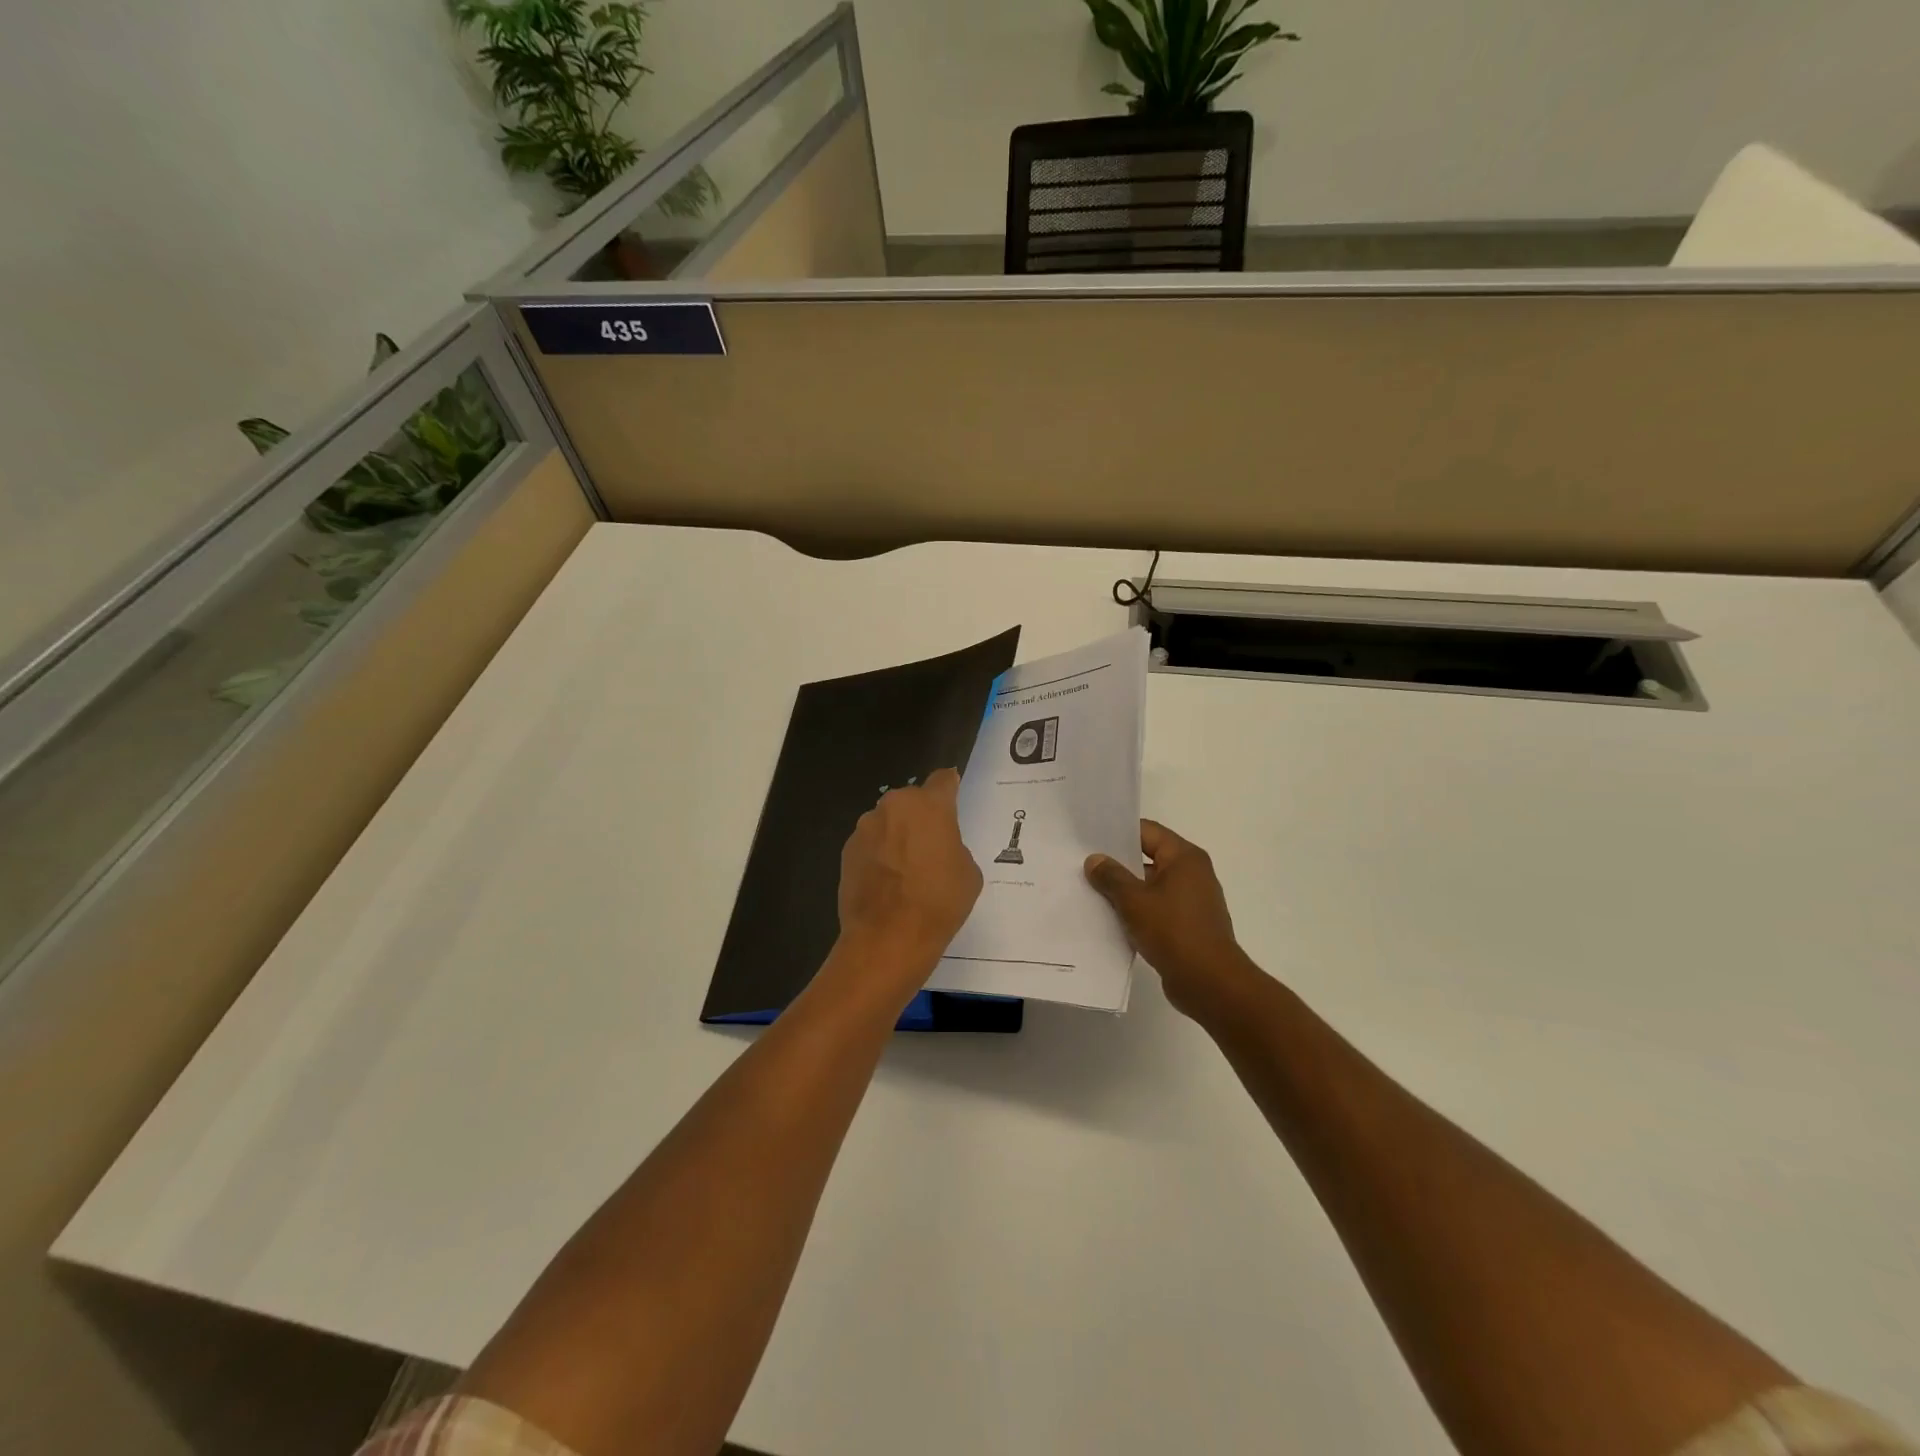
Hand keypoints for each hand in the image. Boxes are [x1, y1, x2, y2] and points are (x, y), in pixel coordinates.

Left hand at [835, 768, 982, 996]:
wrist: (887, 938)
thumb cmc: (938, 902)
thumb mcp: (967, 872)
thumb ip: (954, 847)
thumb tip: (938, 848)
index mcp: (929, 805)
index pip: (943, 780)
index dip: (950, 787)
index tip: (953, 795)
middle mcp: (893, 806)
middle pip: (911, 802)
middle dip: (920, 817)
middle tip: (931, 846)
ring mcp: (865, 828)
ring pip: (888, 823)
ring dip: (896, 836)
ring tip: (905, 870)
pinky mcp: (846, 851)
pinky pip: (870, 845)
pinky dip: (878, 856)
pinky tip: (886, 883)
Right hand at [1085, 820, 1259, 1017]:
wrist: (1209, 983)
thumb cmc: (1173, 932)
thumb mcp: (1134, 901)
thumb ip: (1111, 877)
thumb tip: (1095, 860)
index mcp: (1184, 857)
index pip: (1147, 832)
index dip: (1118, 833)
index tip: (1090, 838)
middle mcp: (1193, 873)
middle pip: (1149, 857)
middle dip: (1118, 863)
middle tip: (1084, 865)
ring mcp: (1192, 900)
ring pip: (1151, 886)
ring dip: (1126, 890)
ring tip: (1091, 892)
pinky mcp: (1188, 925)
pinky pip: (1157, 908)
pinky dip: (1138, 911)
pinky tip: (1112, 918)